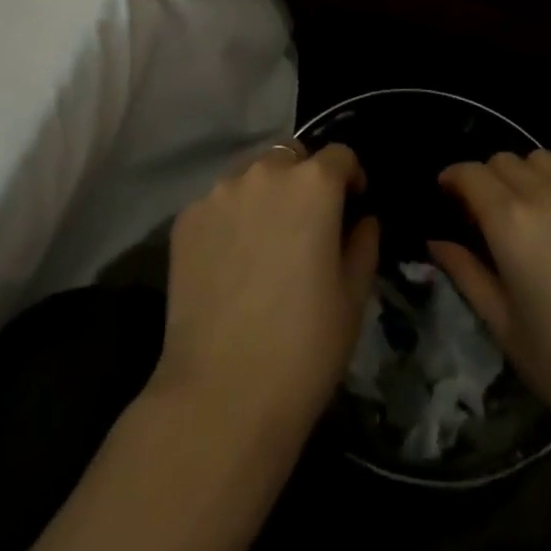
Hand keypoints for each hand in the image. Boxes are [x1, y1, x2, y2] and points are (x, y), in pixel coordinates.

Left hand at [153, 142, 380, 439]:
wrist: (221, 395)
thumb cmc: (304, 348)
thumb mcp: (353, 299)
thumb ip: (363, 244)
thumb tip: (363, 220)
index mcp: (313, 184)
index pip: (340, 155)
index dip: (351, 178)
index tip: (353, 207)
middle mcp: (264, 173)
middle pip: (291, 157)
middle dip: (304, 179)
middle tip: (307, 226)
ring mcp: (219, 192)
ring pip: (251, 176)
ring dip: (265, 195)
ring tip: (265, 244)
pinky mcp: (186, 218)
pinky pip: (218, 204)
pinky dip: (231, 219)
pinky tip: (231, 263)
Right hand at [429, 151, 550, 462]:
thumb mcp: (506, 329)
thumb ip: (466, 273)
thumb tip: (437, 241)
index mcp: (512, 222)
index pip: (470, 173)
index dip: (452, 180)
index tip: (448, 198)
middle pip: (506, 160)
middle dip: (488, 179)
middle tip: (488, 215)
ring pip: (545, 162)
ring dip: (527, 178)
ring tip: (531, 217)